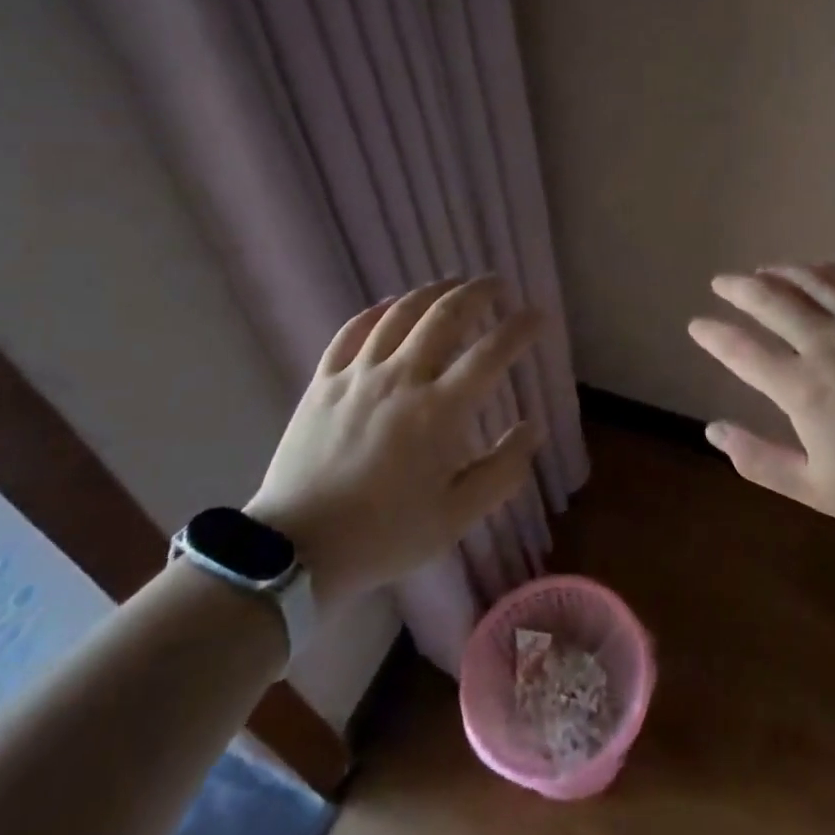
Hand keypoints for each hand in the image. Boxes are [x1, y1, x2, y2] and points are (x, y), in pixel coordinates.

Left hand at [247, 277, 544, 605]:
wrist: (296, 550)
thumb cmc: (385, 535)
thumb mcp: (457, 517)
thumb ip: (503, 471)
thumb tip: (533, 429)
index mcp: (439, 411)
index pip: (491, 353)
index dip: (520, 328)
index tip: (538, 315)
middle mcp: (401, 378)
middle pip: (445, 316)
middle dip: (477, 293)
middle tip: (496, 285)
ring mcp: (358, 375)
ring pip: (400, 313)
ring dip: (432, 292)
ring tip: (452, 284)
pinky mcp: (323, 381)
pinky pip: (352, 331)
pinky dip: (377, 311)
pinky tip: (391, 305)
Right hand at [687, 262, 834, 540]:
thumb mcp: (819, 490)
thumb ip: (760, 460)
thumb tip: (712, 431)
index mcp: (804, 388)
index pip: (743, 351)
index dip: (714, 336)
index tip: (696, 324)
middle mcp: (829, 343)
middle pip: (772, 302)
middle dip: (740, 288)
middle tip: (721, 281)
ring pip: (814, 282)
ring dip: (782, 272)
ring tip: (764, 270)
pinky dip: (834, 269)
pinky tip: (824, 270)